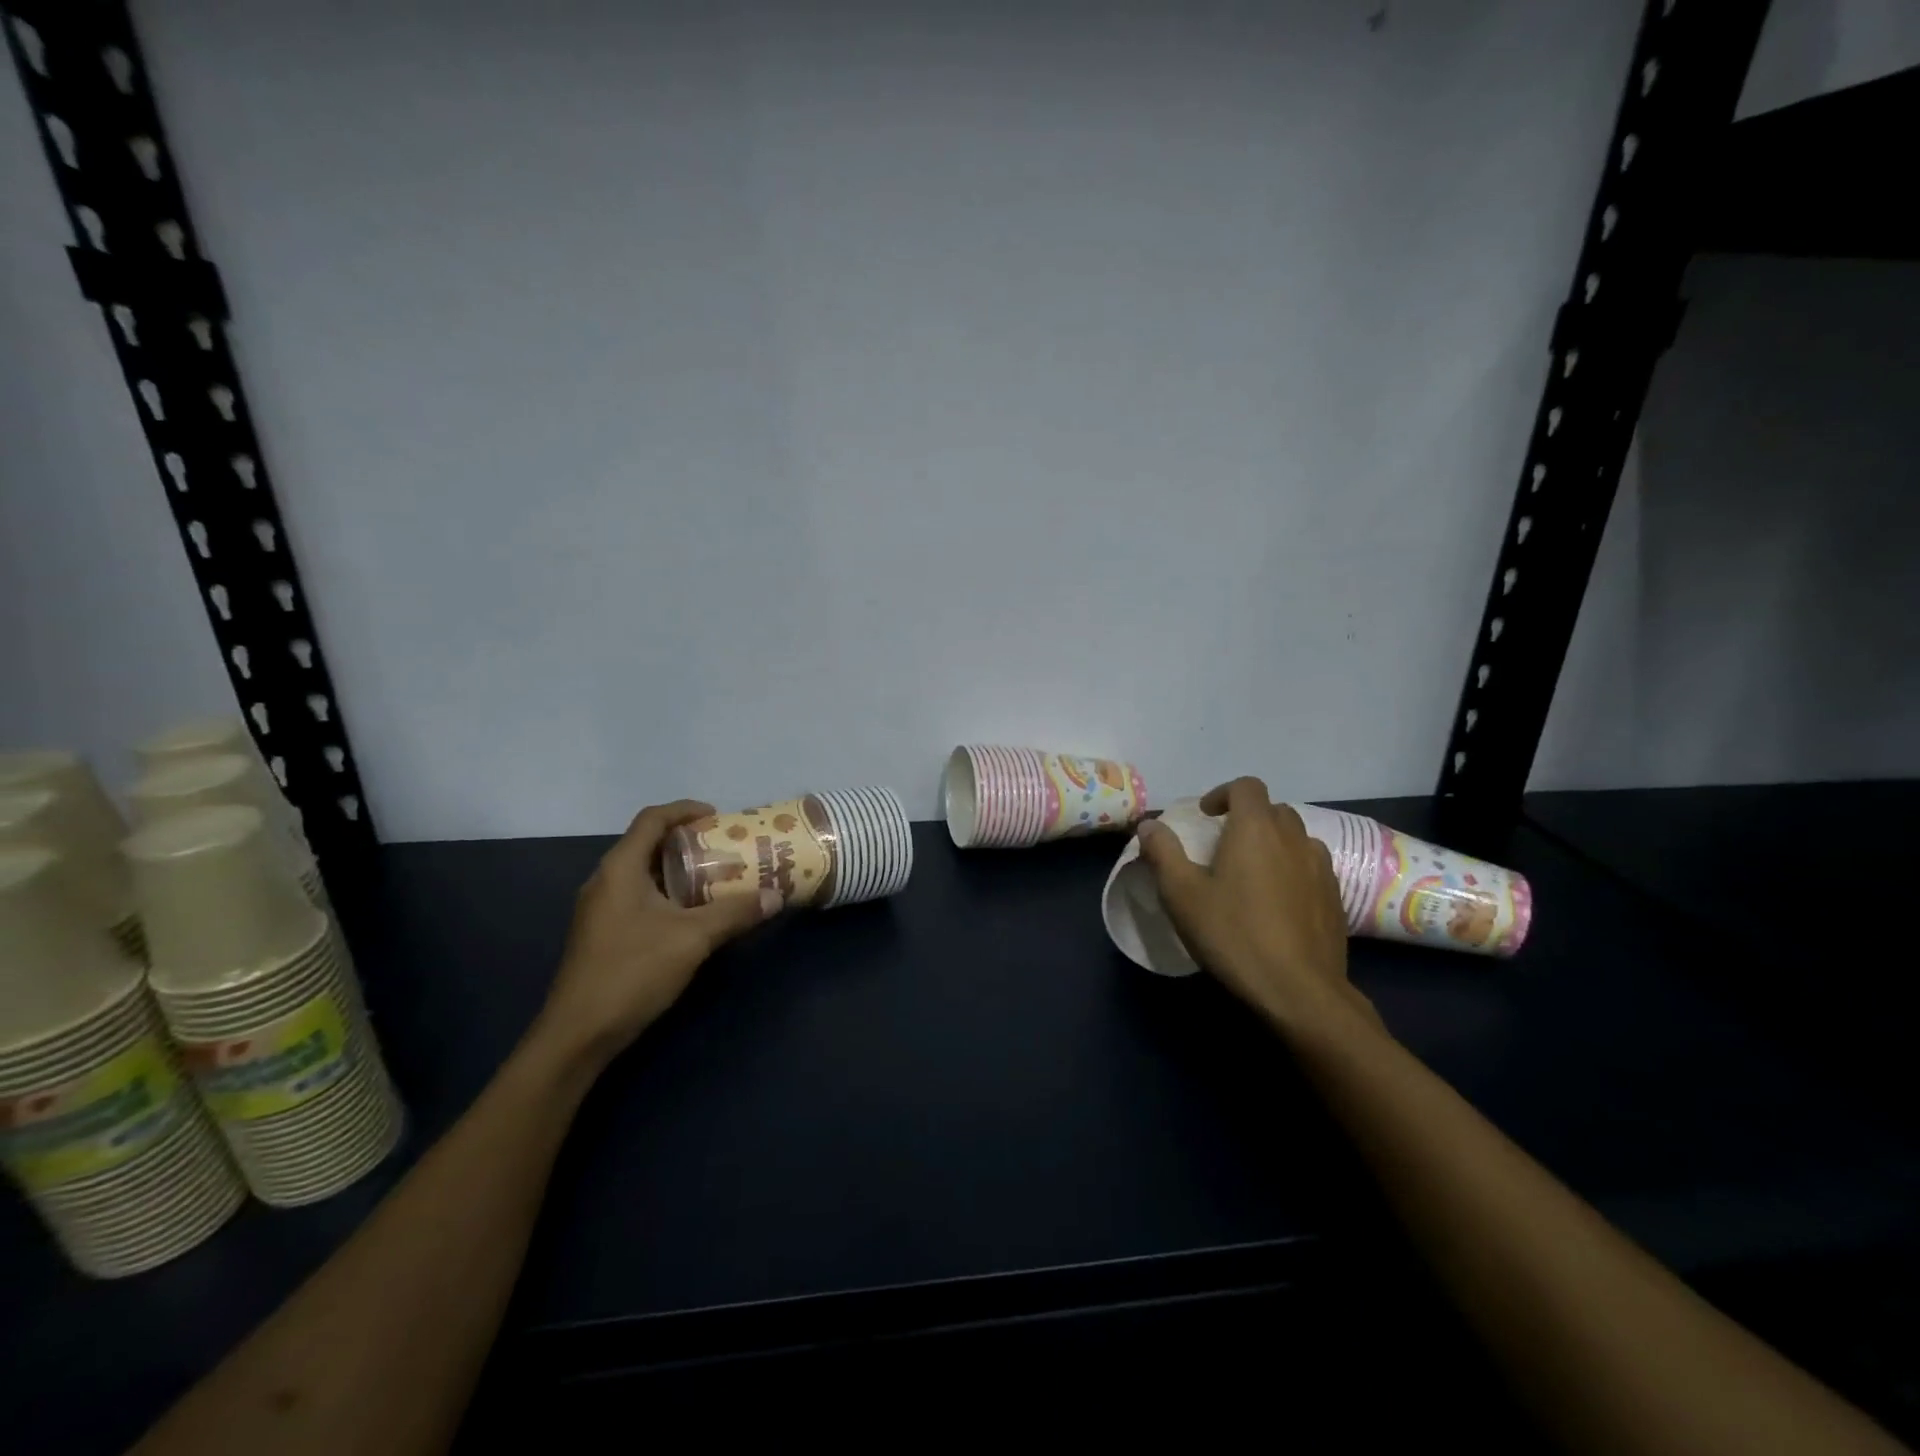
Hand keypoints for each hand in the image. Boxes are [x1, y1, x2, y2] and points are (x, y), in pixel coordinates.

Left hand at [536, 800, 774, 1064]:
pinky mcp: (603, 934)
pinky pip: (640, 897)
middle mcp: (605, 880)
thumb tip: (776, 896)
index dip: (685, 810)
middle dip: (688, 841)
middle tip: (726, 847)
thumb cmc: (632, 972)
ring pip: (645, 874)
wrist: (578, 1035)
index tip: (719, 816)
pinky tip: (694, 915)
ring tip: (718, 877)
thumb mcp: (692, 939)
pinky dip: (669, 894)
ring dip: (680, 870)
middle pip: (648, 844)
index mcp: (620, 868)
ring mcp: (601, 909)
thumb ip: (735, 913)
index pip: (652, 819)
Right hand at [1135, 777, 1379, 1037]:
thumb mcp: (1182, 894)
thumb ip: (1162, 852)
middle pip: (1273, 810)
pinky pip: (1312, 868)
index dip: (1224, 794)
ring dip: (1274, 844)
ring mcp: (1321, 868)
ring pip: (1297, 839)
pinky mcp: (1336, 898)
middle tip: (1224, 846)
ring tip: (1253, 873)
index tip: (1206, 817)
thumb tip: (1149, 824)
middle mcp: (1294, 838)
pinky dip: (1293, 870)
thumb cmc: (1233, 934)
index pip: (1246, 787)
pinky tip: (1278, 903)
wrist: (1299, 991)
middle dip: (1248, 819)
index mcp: (1256, 829)